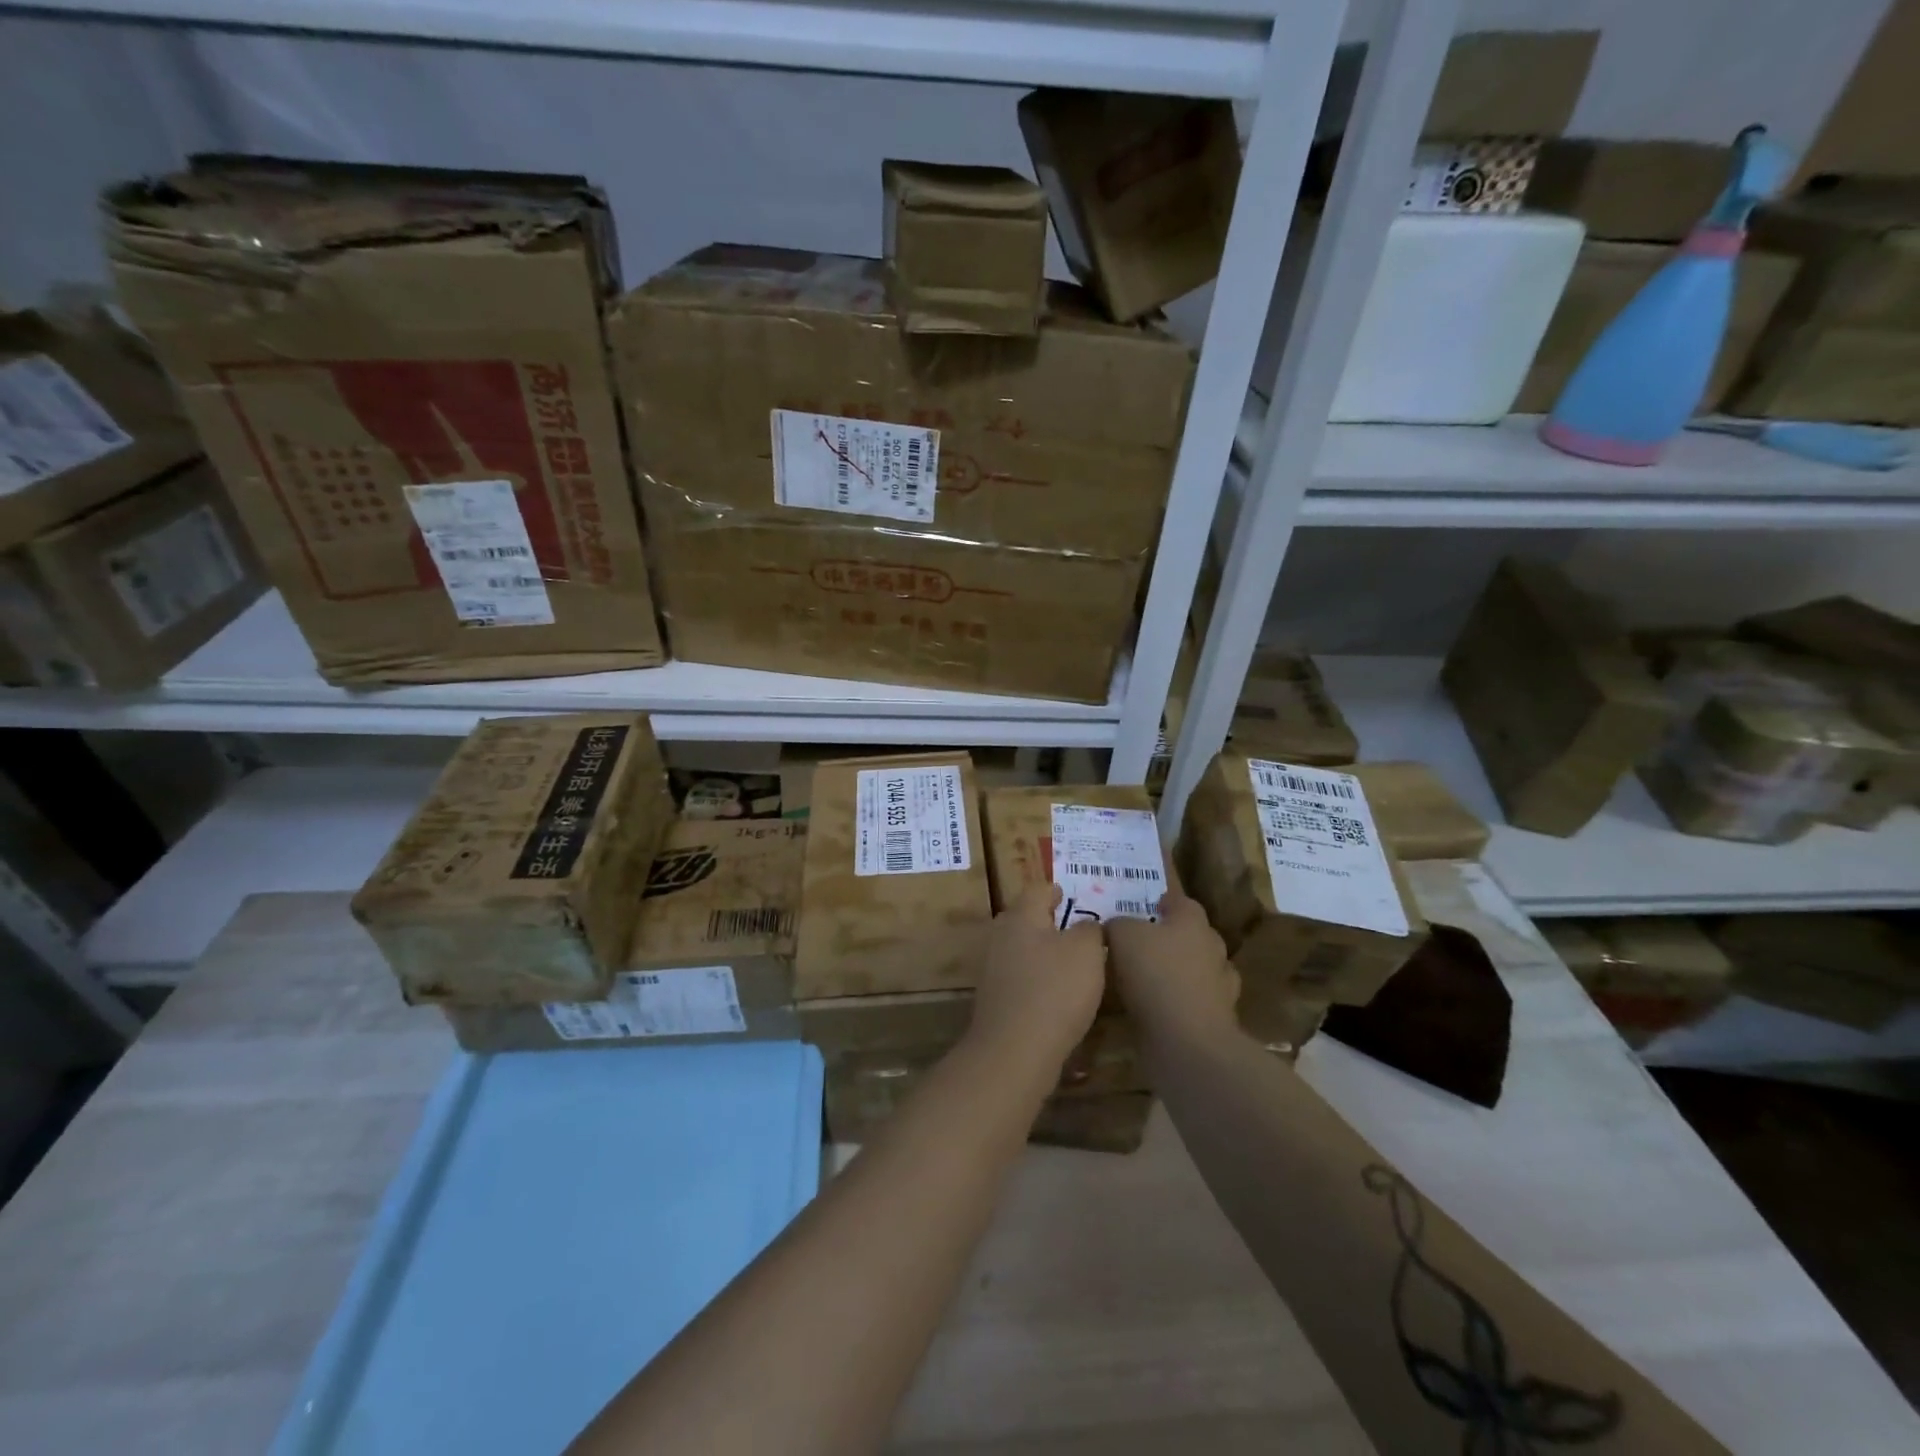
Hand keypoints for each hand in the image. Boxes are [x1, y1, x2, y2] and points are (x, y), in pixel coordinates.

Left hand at [966, 883, 1106, 1070]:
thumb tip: (1087, 924)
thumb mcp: (1086, 952)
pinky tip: (1057, 994)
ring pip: (1022, 949)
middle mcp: (1002, 936)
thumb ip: (1090, 930)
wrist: (1014, 1052)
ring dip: (1044, 952)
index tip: (1070, 895)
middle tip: (1076, 929)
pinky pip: (1020, 977)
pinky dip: (1038, 979)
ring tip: (1072, 963)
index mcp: (1021, 916)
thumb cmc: (1054, 991)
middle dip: (1048, 921)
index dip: (1055, 890)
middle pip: (1025, 918)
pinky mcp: (996, 998)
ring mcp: (994, 968)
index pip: (1037, 889)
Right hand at [1105, 886, 1238, 1049]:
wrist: (1186, 1041)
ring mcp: (1219, 987)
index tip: (1145, 908)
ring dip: (1177, 973)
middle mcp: (1212, 949)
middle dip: (1171, 938)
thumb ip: (1117, 924)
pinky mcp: (1215, 1020)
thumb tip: (1115, 927)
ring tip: (1147, 980)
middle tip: (1141, 944)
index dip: (1163, 903)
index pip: (1181, 902)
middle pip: (1193, 936)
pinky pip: (1193, 1002)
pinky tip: (1156, 1009)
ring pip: (1196, 970)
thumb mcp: (1121, 936)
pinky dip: (1178, 1003)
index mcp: (1193, 922)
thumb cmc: (1154, 974)